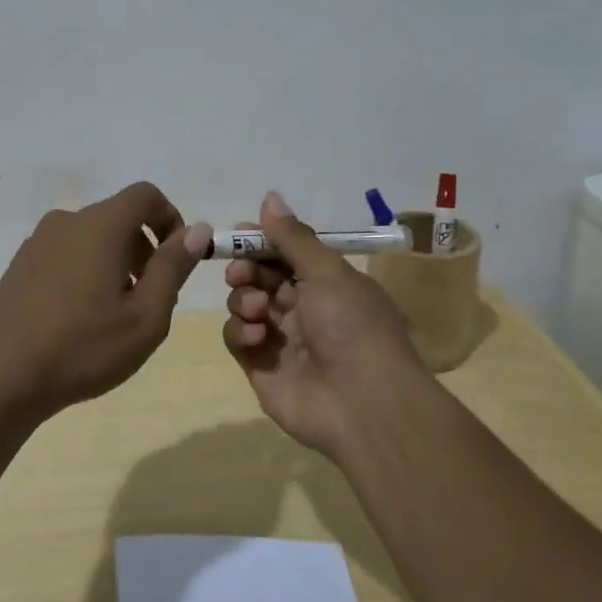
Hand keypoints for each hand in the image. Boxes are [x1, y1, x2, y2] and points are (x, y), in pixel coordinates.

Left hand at [0, 182, 212, 422]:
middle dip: (145, 250)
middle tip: (152, 299)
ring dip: (116, 264)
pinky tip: (81, 320)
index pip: (145, 195)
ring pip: (92, 239)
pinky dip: (86, 273)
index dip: (170, 220)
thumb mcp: (146, 314)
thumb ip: (173, 266)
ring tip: (117, 316)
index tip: (177, 261)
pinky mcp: (20, 266)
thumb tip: (196, 229)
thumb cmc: (83, 346)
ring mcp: (37, 243)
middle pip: (119, 218)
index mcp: (100, 225)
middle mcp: (67, 222)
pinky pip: (66, 255)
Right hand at [222, 191, 431, 457]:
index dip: (261, 242)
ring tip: (260, 310)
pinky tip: (258, 337)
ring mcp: (280, 339)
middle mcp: (303, 308)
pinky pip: (237, 338)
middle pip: (260, 276)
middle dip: (247, 268)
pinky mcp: (261, 367)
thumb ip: (293, 237)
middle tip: (241, 272)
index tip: (239, 234)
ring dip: (245, 299)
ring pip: (244, 304)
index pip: (285, 253)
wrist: (363, 404)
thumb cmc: (352, 326)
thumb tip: (270, 197)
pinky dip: (241, 331)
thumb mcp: (327, 272)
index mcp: (326, 283)